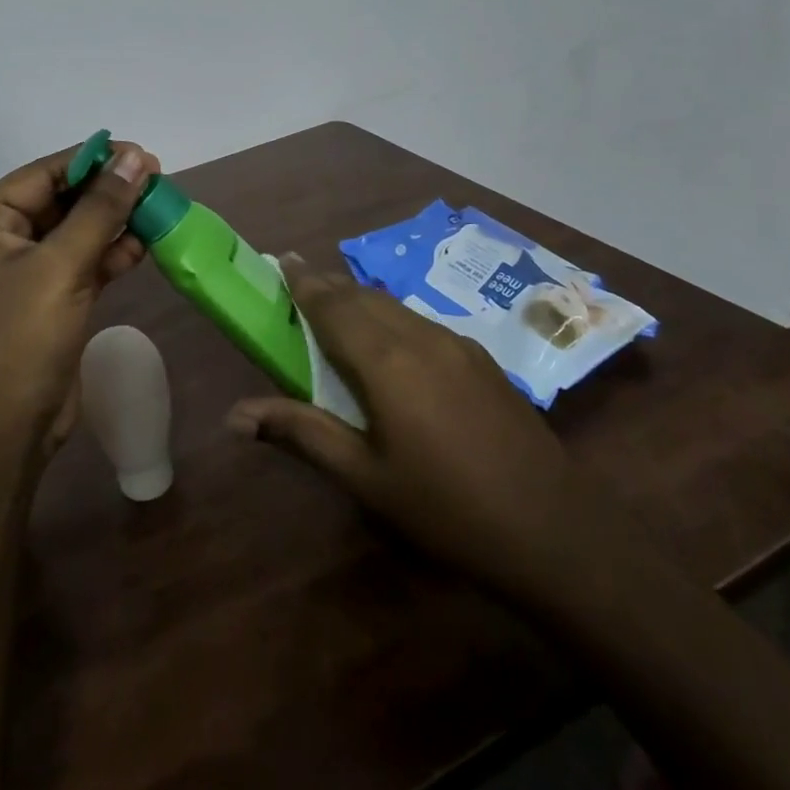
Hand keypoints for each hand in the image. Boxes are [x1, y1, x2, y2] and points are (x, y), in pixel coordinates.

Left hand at [0, 140, 160, 475]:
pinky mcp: (49, 299)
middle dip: (108, 190)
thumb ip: (101, 209)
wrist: (4, 433)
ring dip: (115, 220)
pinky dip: (112, 253)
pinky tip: (144, 244)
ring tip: (159, 207)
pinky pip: (84, 262)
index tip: (142, 154)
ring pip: (77, 230)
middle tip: (158, 181)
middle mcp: (1, 239)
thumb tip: (135, 157)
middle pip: (62, 199)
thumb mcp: (62, 266)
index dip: (94, 160)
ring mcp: (26, 272)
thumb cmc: (21, 339)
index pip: (44, 173)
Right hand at [227, 257, 596, 606]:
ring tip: (338, 305)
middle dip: (330, 286)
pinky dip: (392, 317)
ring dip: (361, 300)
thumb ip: (302, 434)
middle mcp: (420, 337)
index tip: (285, 260)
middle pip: (364, 297)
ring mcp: (457, 344)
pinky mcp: (482, 359)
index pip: (333, 307)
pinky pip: (422, 322)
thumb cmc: (446, 508)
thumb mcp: (365, 477)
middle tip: (302, 281)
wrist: (554, 529)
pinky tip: (392, 340)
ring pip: (396, 307)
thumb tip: (235, 416)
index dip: (305, 283)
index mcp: (386, 361)